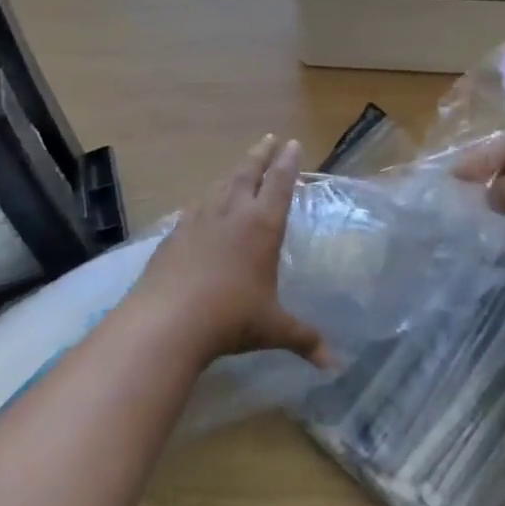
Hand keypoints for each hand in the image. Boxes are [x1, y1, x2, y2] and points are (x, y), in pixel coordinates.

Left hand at [133, 136, 329, 367]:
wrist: (168, 320)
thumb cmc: (230, 318)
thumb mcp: (273, 329)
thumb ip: (305, 340)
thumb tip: (336, 366)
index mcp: (262, 226)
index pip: (279, 183)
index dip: (288, 162)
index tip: (291, 143)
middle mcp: (232, 213)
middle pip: (248, 173)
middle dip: (262, 154)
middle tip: (269, 138)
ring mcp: (199, 219)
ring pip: (221, 185)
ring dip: (234, 171)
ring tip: (241, 165)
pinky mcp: (175, 233)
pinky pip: (195, 206)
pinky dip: (206, 198)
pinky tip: (202, 203)